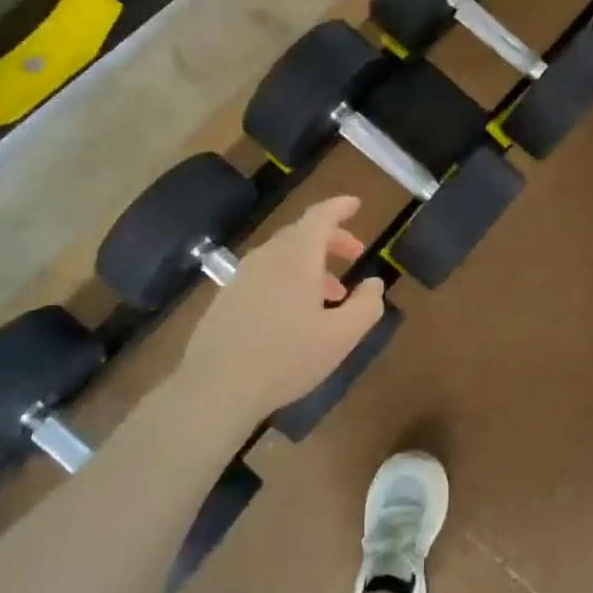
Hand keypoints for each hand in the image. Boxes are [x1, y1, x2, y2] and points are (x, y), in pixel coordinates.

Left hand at [177, 196, 384, 422]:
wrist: (217, 388)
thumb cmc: (288, 357)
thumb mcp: (342, 336)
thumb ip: (366, 305)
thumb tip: (375, 283)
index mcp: (296, 257)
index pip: (320, 217)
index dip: (340, 207)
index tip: (356, 204)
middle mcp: (266, 258)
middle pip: (301, 234)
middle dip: (331, 240)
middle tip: (355, 254)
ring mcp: (241, 278)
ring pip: (282, 257)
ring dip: (311, 265)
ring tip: (332, 293)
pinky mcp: (226, 299)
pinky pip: (265, 276)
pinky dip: (288, 280)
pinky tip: (296, 314)